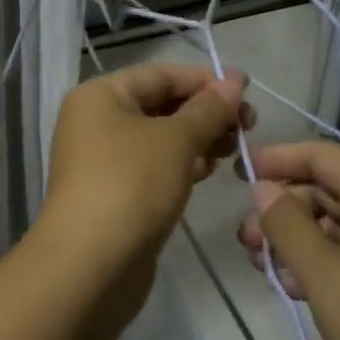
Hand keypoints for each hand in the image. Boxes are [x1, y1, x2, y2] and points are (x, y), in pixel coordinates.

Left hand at [42, 64, 252, 268]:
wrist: (91, 265)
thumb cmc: (131, 184)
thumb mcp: (176, 139)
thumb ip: (208, 109)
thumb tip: (234, 80)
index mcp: (100, 95)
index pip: (160, 75)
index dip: (205, 79)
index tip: (247, 91)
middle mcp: (96, 121)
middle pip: (160, 104)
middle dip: (205, 112)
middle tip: (249, 125)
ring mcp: (103, 159)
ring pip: (160, 137)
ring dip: (198, 139)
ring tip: (237, 148)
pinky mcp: (116, 192)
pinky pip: (154, 166)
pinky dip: (182, 163)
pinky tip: (211, 170)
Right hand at [237, 142, 339, 339]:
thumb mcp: (324, 275)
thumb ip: (287, 225)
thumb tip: (264, 188)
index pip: (325, 156)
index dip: (280, 158)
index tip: (241, 172)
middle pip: (331, 191)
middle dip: (284, 209)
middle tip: (246, 239)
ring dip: (299, 239)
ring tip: (264, 268)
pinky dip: (324, 263)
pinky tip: (297, 289)